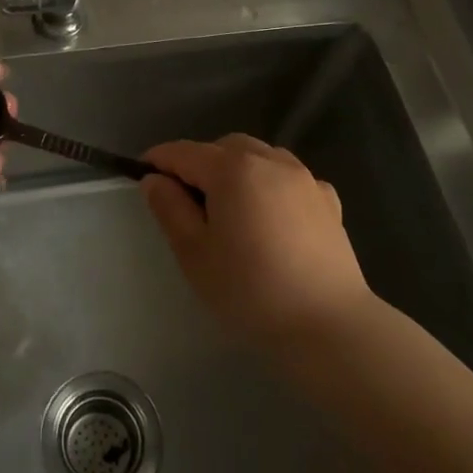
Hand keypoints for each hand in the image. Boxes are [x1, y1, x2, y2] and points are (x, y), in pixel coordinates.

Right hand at [140, 134, 375, 351]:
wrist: (329, 326)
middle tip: (186, 201)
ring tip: (230, 207)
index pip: (184, 152)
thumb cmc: (250, 290)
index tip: (143, 176)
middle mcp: (270, 160)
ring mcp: (304, 178)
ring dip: (237, 169)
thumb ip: (170, 209)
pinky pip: (289, 178)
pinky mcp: (328, 200)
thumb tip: (155, 180)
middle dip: (199, 163)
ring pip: (259, 156)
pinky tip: (270, 216)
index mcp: (232, 169)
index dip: (158, 160)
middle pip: (223, 147)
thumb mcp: (194, 253)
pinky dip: (270, 184)